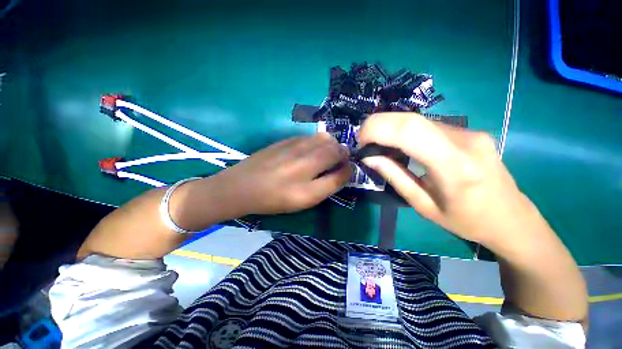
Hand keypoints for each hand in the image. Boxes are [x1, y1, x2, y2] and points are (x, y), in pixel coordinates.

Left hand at [213, 133, 351, 215]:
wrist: (242, 186)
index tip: (346, 171)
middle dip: (342, 154)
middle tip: (337, 163)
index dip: (348, 169)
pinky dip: (317, 142)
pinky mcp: (286, 139)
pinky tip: (309, 151)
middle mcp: (306, 158)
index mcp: (311, 178)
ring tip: (325, 156)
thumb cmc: (274, 198)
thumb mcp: (305, 200)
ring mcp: (295, 144)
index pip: (342, 168)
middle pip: (336, 148)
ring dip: (331, 146)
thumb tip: (344, 170)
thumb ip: (328, 185)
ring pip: (324, 138)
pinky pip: (310, 136)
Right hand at [358, 112, 536, 247]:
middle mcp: (465, 140)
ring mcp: (469, 131)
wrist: (512, 218)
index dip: (377, 129)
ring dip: (390, 127)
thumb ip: (394, 177)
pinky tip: (399, 144)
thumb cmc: (466, 220)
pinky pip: (428, 125)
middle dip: (379, 124)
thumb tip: (369, 157)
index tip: (360, 141)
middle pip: (412, 118)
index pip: (409, 131)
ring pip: (418, 119)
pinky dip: (405, 130)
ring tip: (377, 143)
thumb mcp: (423, 205)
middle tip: (363, 140)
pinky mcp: (468, 131)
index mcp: (455, 166)